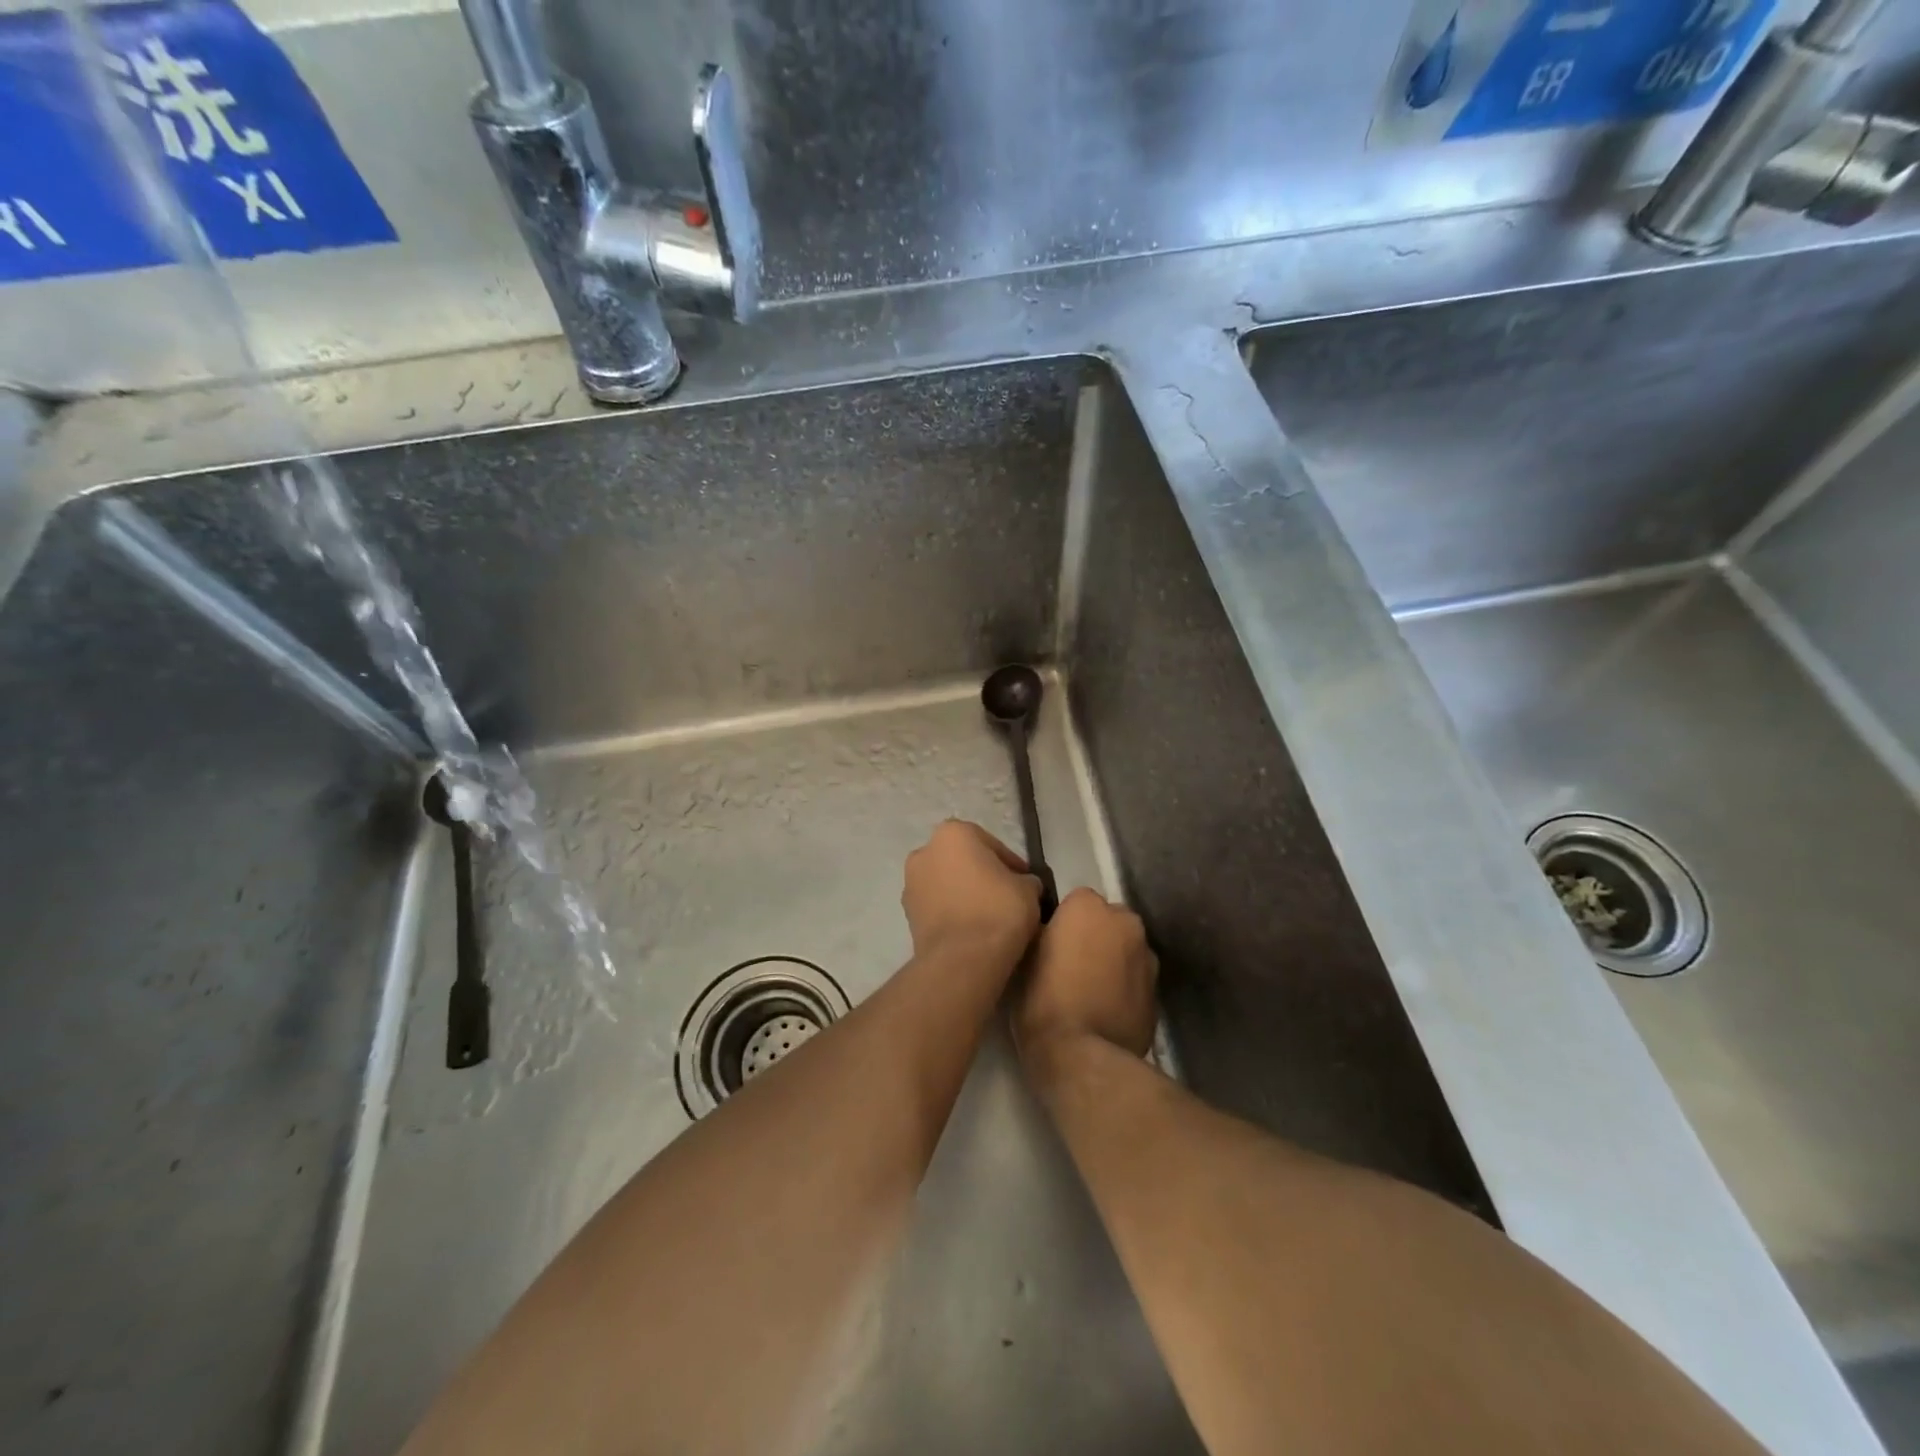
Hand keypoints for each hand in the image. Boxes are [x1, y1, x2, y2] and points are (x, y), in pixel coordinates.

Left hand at [901, 820, 1041, 961]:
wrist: (962, 959)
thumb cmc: (997, 910)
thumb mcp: (1028, 889)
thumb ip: (1025, 879)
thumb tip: (1023, 884)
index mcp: (953, 833)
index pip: (991, 844)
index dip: (1011, 864)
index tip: (1024, 882)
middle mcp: (924, 851)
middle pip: (963, 860)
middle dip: (982, 875)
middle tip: (1006, 896)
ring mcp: (911, 883)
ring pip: (947, 883)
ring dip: (964, 893)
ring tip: (988, 916)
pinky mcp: (907, 914)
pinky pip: (937, 906)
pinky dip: (952, 912)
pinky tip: (971, 930)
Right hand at [1013, 887, 1157, 1066]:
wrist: (1082, 1056)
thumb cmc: (1043, 999)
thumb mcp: (1024, 957)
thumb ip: (1041, 932)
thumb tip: (1047, 930)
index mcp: (1089, 906)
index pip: (1076, 901)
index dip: (1063, 923)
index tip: (1051, 944)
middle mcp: (1125, 922)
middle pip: (1108, 921)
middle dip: (1094, 936)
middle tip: (1071, 966)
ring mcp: (1148, 957)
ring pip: (1126, 950)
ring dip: (1112, 961)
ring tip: (1089, 992)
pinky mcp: (1158, 993)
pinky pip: (1136, 981)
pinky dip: (1124, 989)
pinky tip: (1105, 1012)